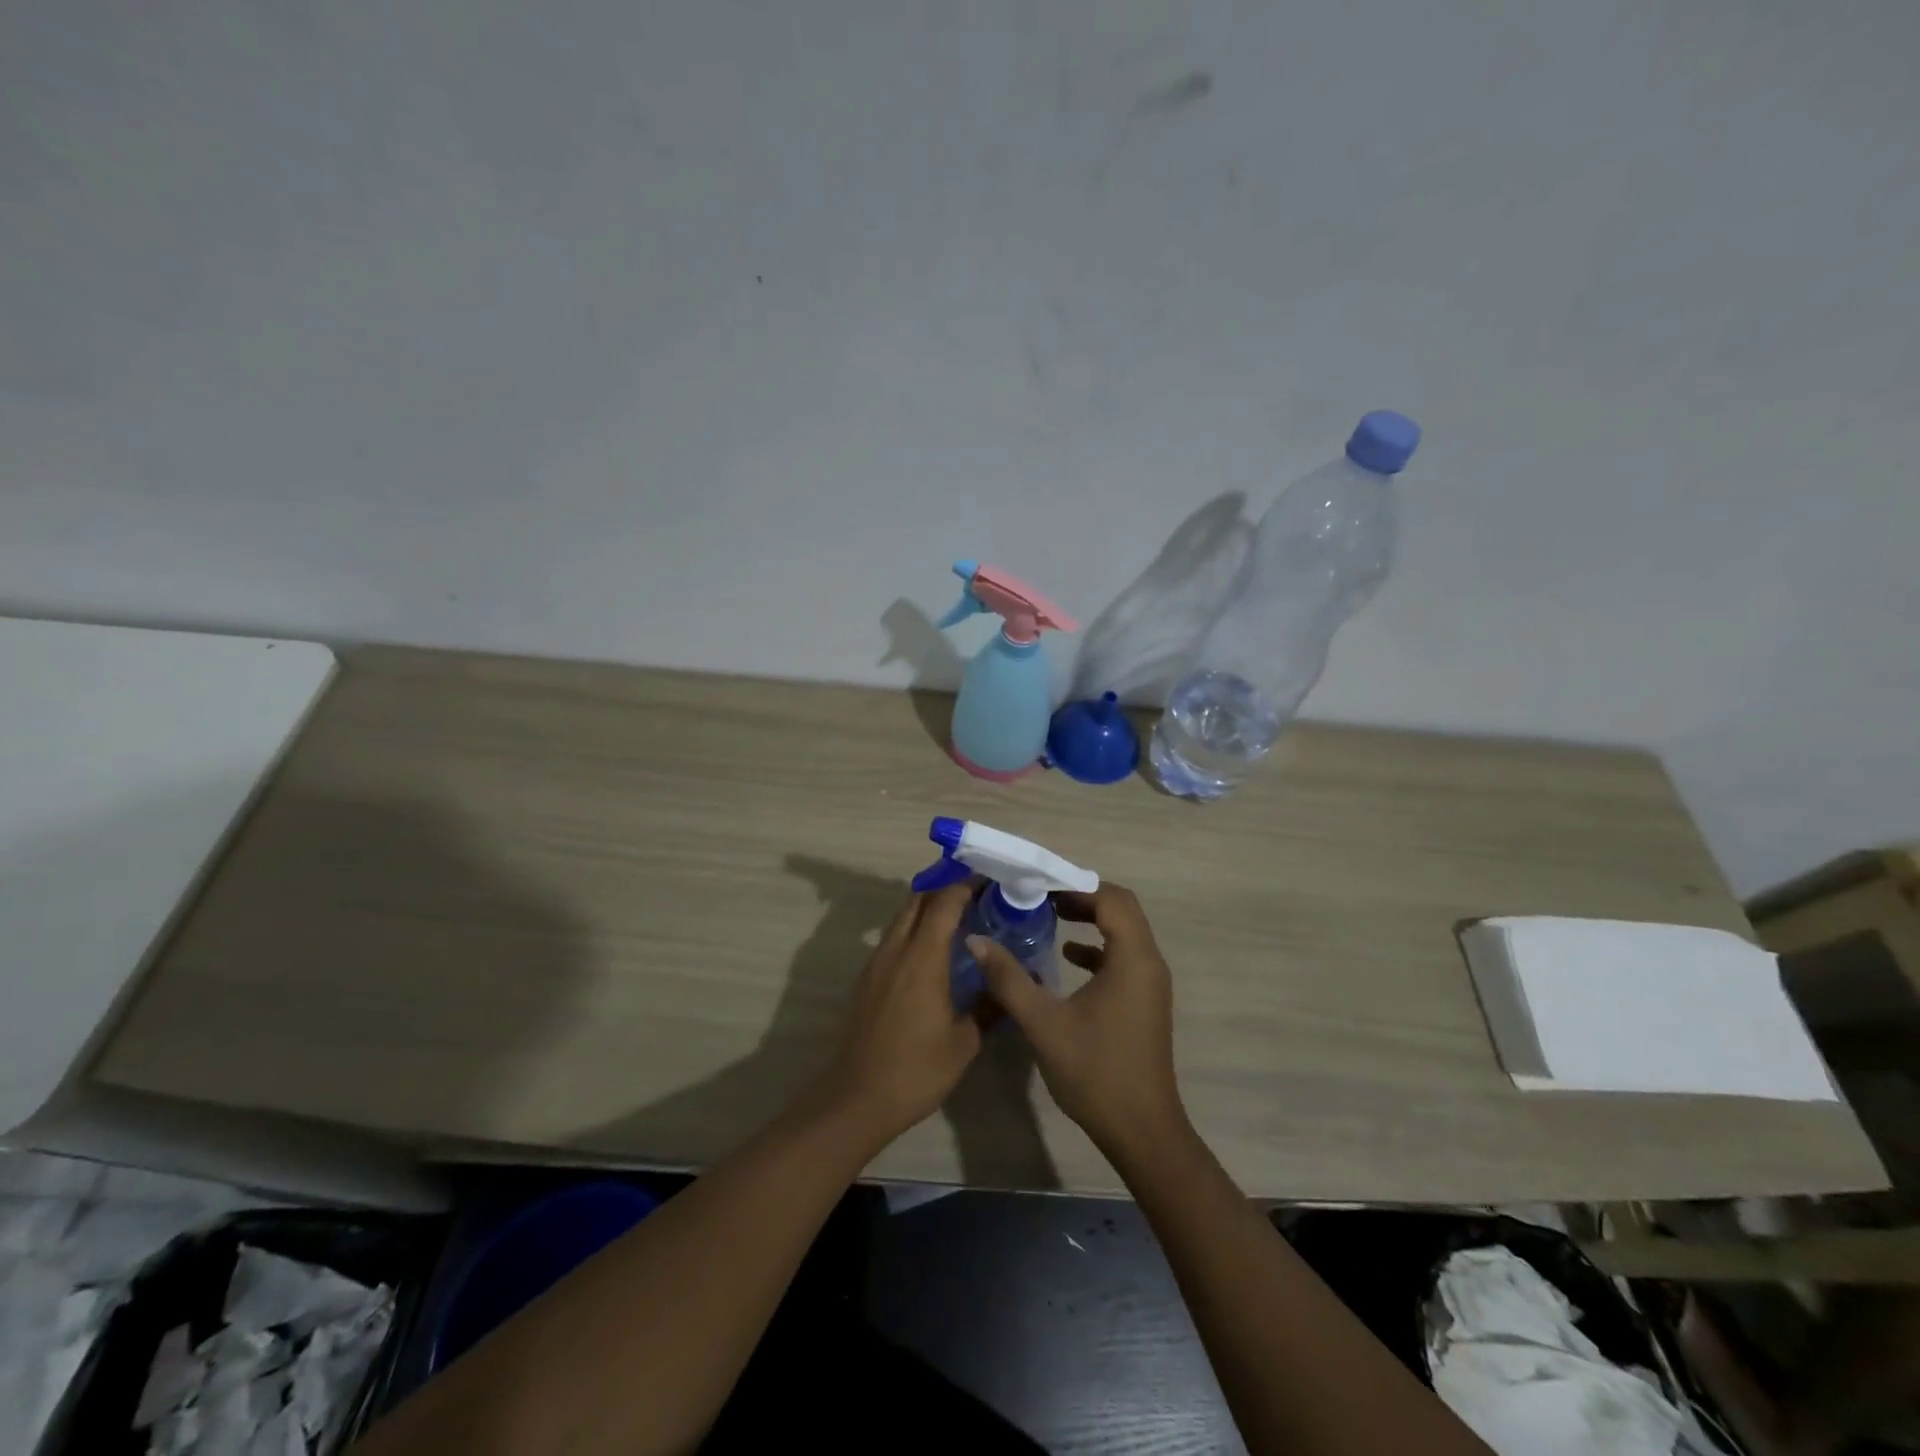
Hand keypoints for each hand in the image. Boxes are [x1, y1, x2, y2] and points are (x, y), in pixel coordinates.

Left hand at [812, 882, 981, 1143]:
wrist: (856, 1098)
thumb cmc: (916, 1070)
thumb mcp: (964, 1042)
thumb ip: (989, 1006)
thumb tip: (1011, 986)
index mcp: (922, 957)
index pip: (944, 902)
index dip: (965, 886)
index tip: (989, 881)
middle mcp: (896, 950)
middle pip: (917, 900)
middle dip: (945, 890)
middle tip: (976, 896)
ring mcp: (876, 963)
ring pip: (901, 918)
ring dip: (926, 909)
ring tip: (958, 921)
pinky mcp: (866, 979)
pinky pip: (892, 939)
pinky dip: (913, 931)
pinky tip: (931, 955)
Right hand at [972, 883, 1185, 1157]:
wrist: (1141, 1131)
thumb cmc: (1095, 1072)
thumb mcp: (1043, 1023)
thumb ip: (1009, 978)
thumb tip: (977, 940)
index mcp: (1132, 959)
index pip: (1112, 899)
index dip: (1075, 886)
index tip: (1038, 886)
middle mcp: (1149, 962)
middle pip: (1121, 909)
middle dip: (1082, 897)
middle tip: (1042, 897)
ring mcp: (1151, 983)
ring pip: (1125, 932)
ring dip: (1091, 919)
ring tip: (1050, 917)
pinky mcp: (1145, 1001)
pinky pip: (1124, 957)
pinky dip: (1098, 947)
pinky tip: (1067, 958)